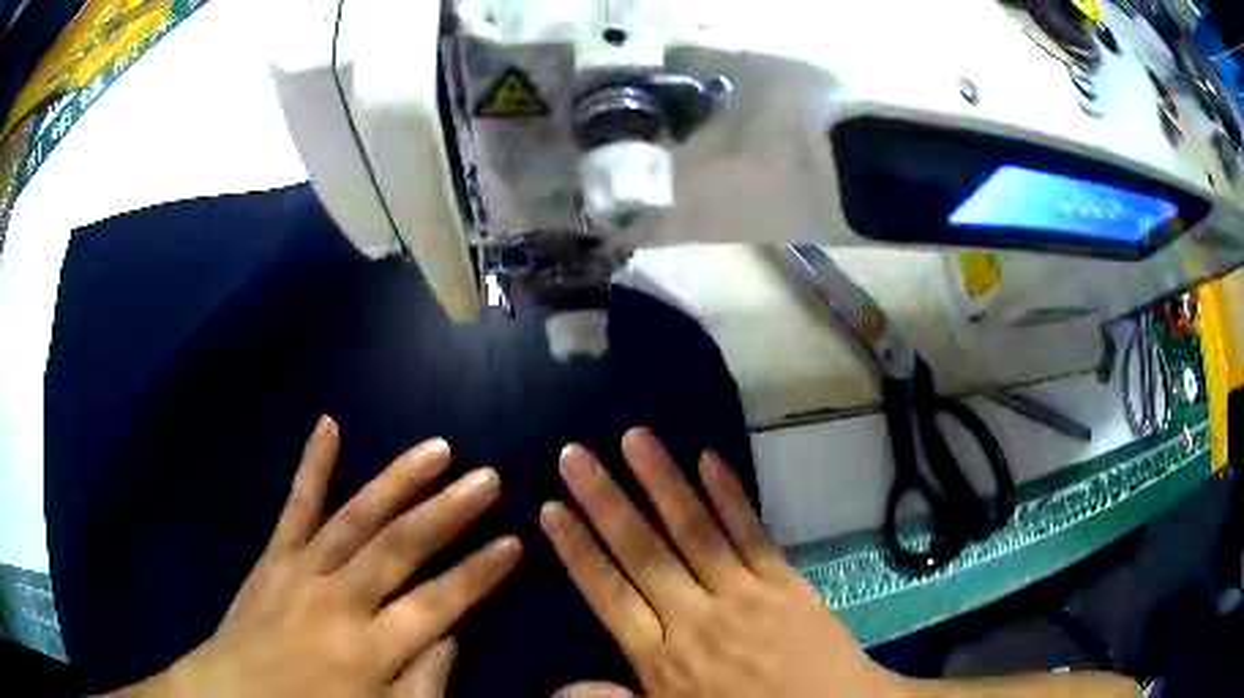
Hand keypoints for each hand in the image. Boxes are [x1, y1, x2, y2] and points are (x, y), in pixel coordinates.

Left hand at [121, 417, 520, 697]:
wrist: (232, 696)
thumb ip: (423, 685)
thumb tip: (451, 635)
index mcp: (370, 648)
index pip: (439, 602)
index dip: (479, 573)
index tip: (514, 541)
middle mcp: (339, 599)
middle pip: (400, 547)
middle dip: (449, 512)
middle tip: (487, 477)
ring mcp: (301, 569)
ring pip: (356, 516)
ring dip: (398, 480)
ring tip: (436, 448)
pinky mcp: (273, 555)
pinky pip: (295, 505)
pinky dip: (311, 464)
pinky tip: (327, 423)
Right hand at [542, 428, 901, 697]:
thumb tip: (559, 686)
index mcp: (662, 658)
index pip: (609, 594)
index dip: (578, 551)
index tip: (552, 509)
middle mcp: (695, 618)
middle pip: (643, 551)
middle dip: (605, 501)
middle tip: (575, 454)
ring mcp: (742, 594)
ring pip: (694, 530)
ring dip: (662, 481)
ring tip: (634, 438)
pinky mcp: (783, 581)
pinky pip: (751, 532)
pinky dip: (730, 495)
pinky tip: (709, 459)